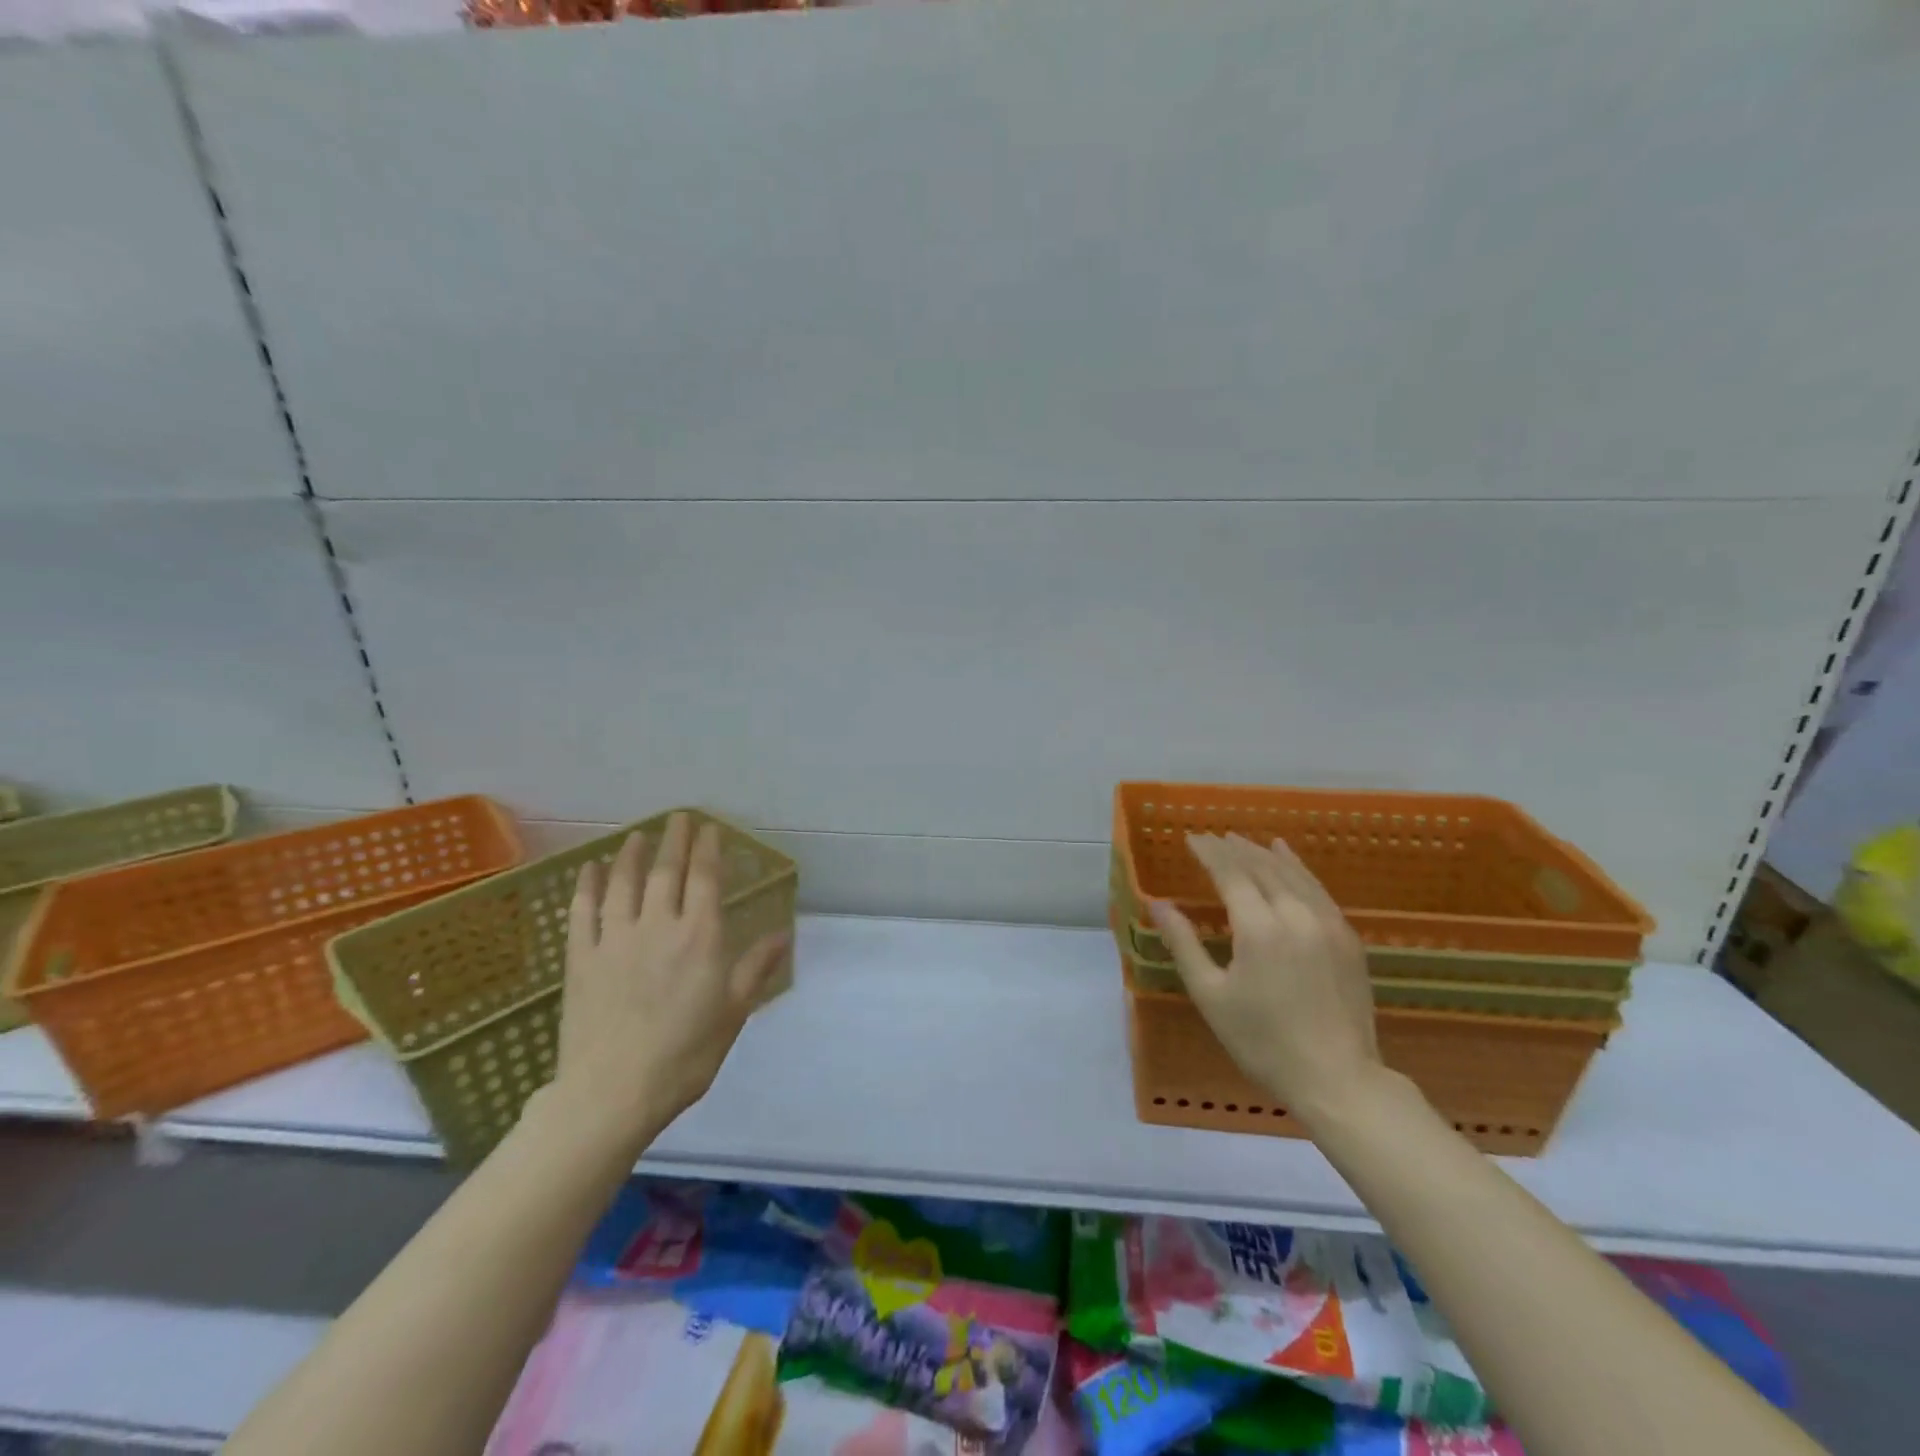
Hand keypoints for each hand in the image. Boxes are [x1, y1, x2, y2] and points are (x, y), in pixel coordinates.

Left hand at [554, 813, 789, 1146]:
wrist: (613, 1092)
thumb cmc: (685, 1054)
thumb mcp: (734, 1012)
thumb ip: (755, 967)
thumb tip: (783, 933)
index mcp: (699, 936)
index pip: (704, 879)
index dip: (708, 849)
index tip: (709, 828)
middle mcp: (658, 925)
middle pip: (666, 872)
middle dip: (675, 841)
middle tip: (678, 818)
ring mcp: (614, 939)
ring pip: (623, 884)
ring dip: (631, 855)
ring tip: (638, 836)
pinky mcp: (580, 959)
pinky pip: (581, 912)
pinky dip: (585, 886)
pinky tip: (588, 869)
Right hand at [1150, 833, 1383, 1125]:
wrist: (1338, 1080)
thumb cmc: (1262, 1042)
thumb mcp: (1211, 995)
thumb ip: (1184, 944)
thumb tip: (1157, 904)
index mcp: (1259, 928)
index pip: (1230, 873)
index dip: (1209, 853)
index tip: (1191, 839)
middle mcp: (1295, 914)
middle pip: (1261, 867)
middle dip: (1234, 848)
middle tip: (1212, 838)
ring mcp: (1328, 923)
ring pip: (1293, 873)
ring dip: (1264, 853)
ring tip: (1242, 840)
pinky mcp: (1348, 937)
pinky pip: (1318, 889)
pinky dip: (1298, 868)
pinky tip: (1289, 859)